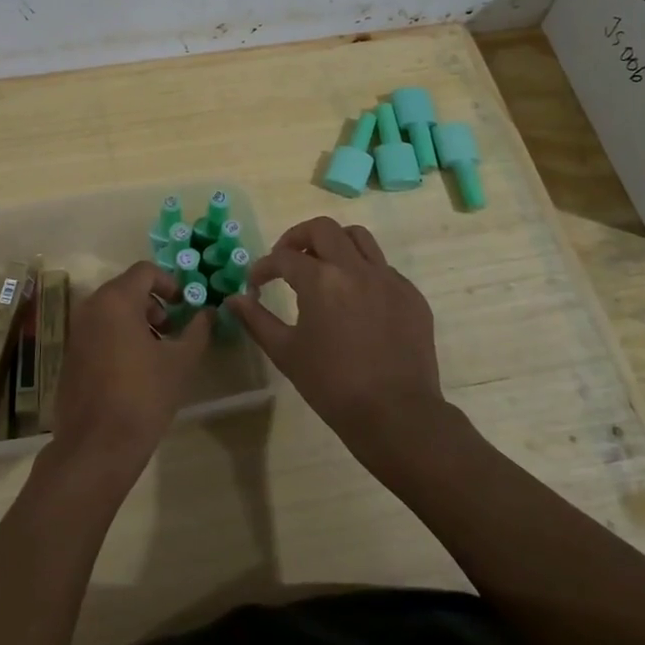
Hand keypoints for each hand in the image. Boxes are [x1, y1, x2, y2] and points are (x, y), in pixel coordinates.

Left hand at [45, 260, 209, 485]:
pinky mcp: (71, 353)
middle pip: (127, 288)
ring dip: (137, 319)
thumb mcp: (180, 362)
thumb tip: (209, 312)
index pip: (145, 271)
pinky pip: (99, 329)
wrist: (96, 446)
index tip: (185, 305)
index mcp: (116, 300)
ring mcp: (77, 330)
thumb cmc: (144, 396)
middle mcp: (91, 307)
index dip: (170, 283)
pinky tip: (135, 367)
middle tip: (173, 329)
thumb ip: (198, 330)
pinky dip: (119, 335)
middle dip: (154, 302)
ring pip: (111, 309)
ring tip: (157, 350)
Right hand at [226, 216, 442, 456]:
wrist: (397, 415)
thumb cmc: (332, 385)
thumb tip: (233, 299)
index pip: (283, 257)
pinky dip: (363, 271)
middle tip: (287, 260)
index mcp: (321, 280)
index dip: (264, 267)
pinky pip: (383, 267)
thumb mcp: (286, 353)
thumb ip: (256, 319)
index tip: (256, 283)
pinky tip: (355, 299)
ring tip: (323, 266)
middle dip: (298, 238)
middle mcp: (355, 268)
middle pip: (323, 229)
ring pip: (358, 238)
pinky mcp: (411, 295)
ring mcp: (388, 279)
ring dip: (334, 244)